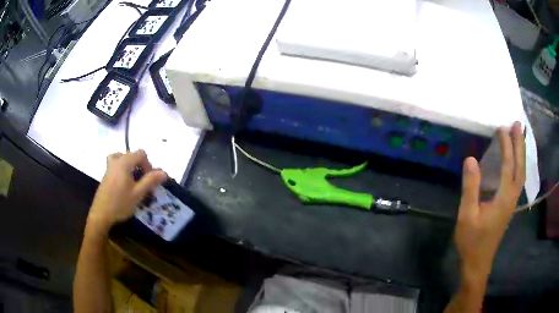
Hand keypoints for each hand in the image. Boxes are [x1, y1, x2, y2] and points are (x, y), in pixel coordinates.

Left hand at [87, 150, 166, 233]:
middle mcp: (116, 160)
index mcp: (124, 162)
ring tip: (134, 179)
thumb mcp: (138, 194)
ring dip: (131, 166)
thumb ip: (150, 181)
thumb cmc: (120, 203)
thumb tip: (164, 172)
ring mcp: (109, 167)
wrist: (101, 214)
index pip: (141, 154)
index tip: (150, 180)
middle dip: (141, 166)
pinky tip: (124, 183)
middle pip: (132, 155)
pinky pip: (117, 164)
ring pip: (123, 158)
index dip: (149, 165)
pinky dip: (123, 169)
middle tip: (143, 183)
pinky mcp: (106, 174)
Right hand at [455, 121, 524, 283]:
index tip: (501, 127)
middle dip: (519, 144)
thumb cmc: (472, 240)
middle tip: (517, 124)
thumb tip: (470, 159)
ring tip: (519, 136)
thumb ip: (470, 187)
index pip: (507, 165)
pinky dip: (519, 164)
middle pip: (520, 166)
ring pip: (521, 173)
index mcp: (503, 197)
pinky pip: (518, 179)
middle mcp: (512, 197)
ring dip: (521, 153)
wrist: (478, 262)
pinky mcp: (509, 205)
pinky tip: (516, 160)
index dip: (506, 145)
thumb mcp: (467, 215)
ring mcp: (512, 202)